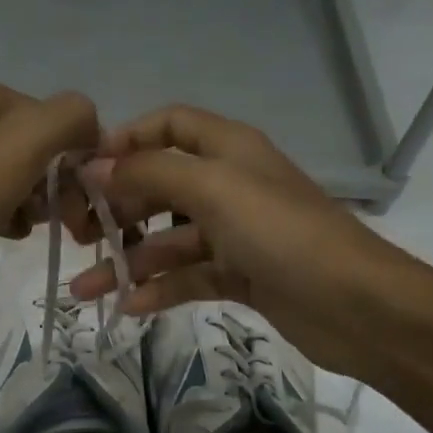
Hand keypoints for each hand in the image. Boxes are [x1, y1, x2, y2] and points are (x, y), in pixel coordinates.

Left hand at [0, 82, 99, 320]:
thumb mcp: (29, 140)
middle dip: (60, 184)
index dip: (77, 155)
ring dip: (39, 204)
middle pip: (41, 149)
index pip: (57, 118)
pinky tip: (10, 233)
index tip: (83, 193)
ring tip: (31, 226)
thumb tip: (91, 131)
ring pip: (24, 178)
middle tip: (68, 220)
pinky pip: (1, 202)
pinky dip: (13, 218)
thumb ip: (71, 118)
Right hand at [68, 106, 416, 370]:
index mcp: (228, 149)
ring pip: (168, 240)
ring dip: (127, 262)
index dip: (127, 140)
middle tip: (77, 236)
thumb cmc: (281, 233)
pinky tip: (129, 307)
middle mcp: (230, 184)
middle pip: (161, 185)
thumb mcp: (213, 190)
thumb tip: (95, 168)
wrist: (356, 306)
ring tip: (85, 289)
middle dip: (117, 209)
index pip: (169, 124)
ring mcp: (235, 233)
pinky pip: (188, 276)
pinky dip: (159, 290)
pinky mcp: (240, 276)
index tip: (85, 169)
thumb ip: (150, 173)